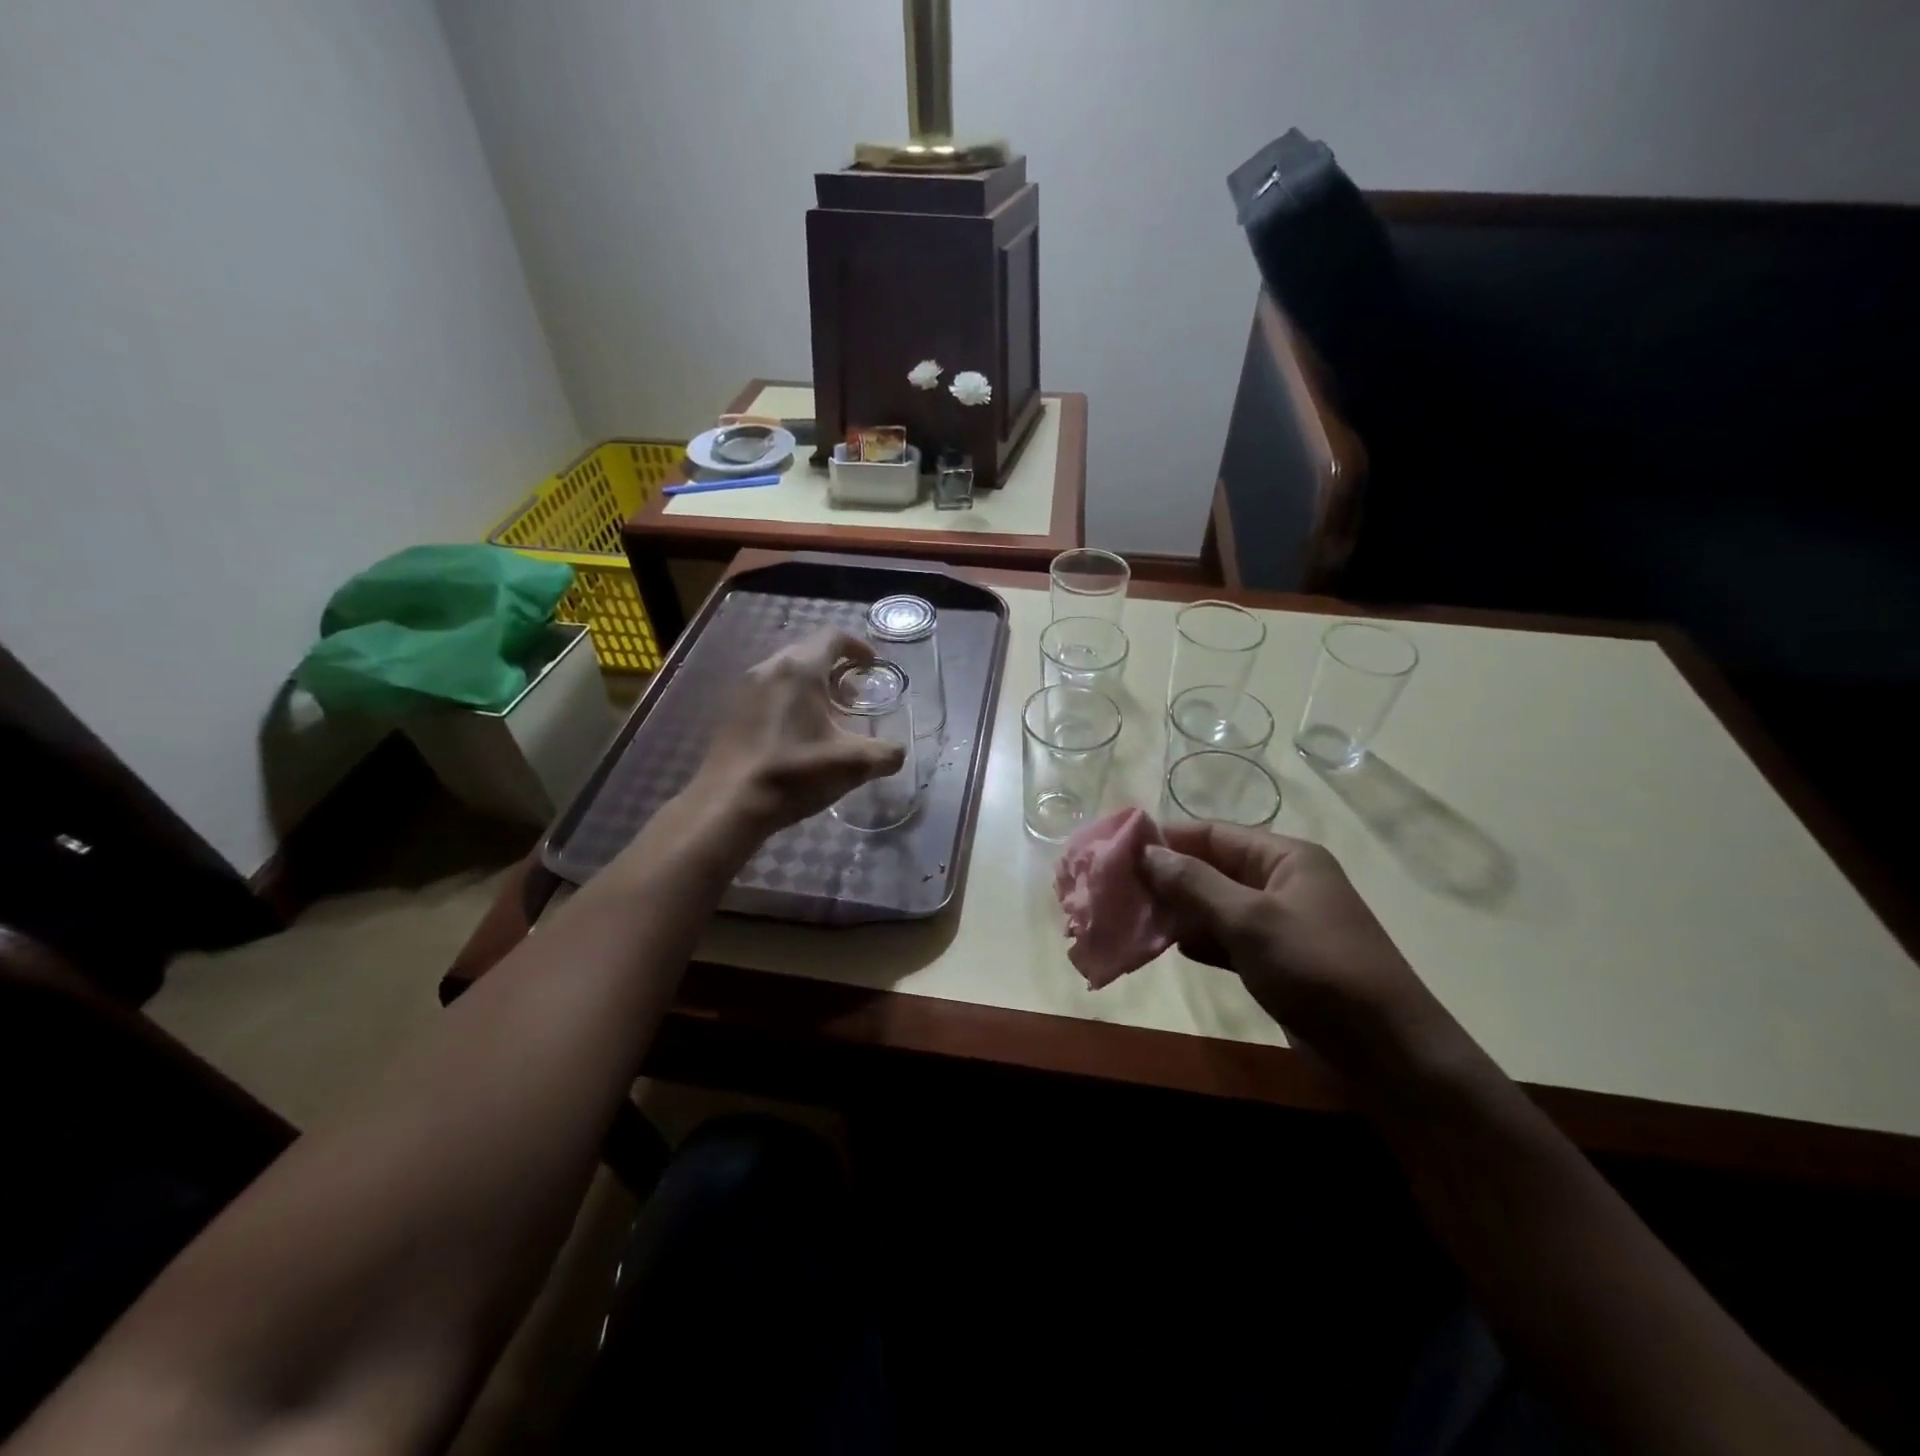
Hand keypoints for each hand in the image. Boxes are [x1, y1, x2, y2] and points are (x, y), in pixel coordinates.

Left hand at [691, 627, 906, 838]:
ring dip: (813, 685)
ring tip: (830, 716)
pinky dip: (791, 700)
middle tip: (856, 697)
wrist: (728, 804)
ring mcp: (746, 688)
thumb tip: (896, 753)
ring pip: (787, 672)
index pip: (833, 637)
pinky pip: (770, 691)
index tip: (873, 666)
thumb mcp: (853, 765)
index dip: (859, 647)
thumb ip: (886, 754)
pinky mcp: (732, 711)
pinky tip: (799, 733)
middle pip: (810, 651)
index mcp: (800, 670)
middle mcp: (770, 668)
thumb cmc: (793, 774)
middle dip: (837, 669)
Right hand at [1141, 825, 1449, 1071]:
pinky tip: (1167, 948)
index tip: (1116, 850)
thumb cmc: (1317, 969)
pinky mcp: (1274, 962)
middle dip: (1165, 877)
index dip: (1165, 838)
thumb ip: (1194, 884)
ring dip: (1177, 911)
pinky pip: (1225, 939)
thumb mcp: (1250, 920)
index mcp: (1285, 858)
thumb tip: (1146, 851)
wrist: (1386, 1055)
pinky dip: (1198, 941)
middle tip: (1114, 889)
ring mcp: (1278, 924)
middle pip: (1211, 868)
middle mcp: (1281, 883)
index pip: (1213, 833)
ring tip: (1129, 917)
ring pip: (1214, 906)